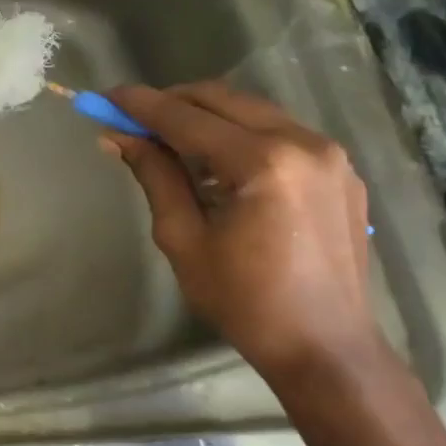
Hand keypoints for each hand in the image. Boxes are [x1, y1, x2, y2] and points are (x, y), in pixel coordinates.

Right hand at [103, 82, 379, 379]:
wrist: (327, 347)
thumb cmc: (245, 301)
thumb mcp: (183, 238)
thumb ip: (154, 176)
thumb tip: (118, 136)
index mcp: (262, 163)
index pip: (186, 117)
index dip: (140, 105)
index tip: (105, 97)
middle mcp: (302, 142)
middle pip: (221, 98)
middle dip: (172, 102)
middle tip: (134, 119)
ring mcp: (329, 153)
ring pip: (251, 109)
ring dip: (205, 115)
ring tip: (171, 142)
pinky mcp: (340, 169)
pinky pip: (279, 131)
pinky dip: (239, 133)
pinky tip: (218, 164)